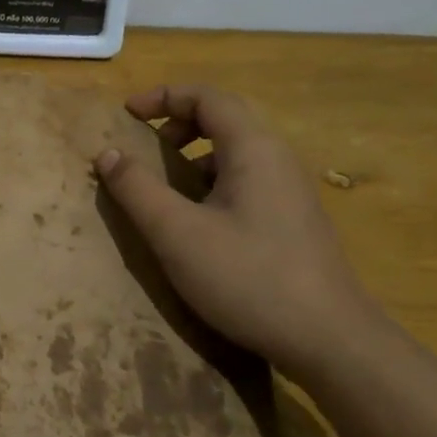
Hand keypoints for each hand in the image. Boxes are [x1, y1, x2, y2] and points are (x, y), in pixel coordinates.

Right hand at [94, 85, 379, 381]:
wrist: (329, 339)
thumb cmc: (248, 278)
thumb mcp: (177, 234)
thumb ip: (137, 190)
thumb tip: (107, 153)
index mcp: (253, 149)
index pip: (207, 97)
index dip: (163, 97)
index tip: (126, 114)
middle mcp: (278, 159)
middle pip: (225, 120)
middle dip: (178, 125)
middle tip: (143, 149)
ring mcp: (291, 191)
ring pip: (236, 154)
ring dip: (194, 158)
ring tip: (165, 190)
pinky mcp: (294, 221)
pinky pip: (247, 182)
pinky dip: (212, 184)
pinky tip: (199, 225)